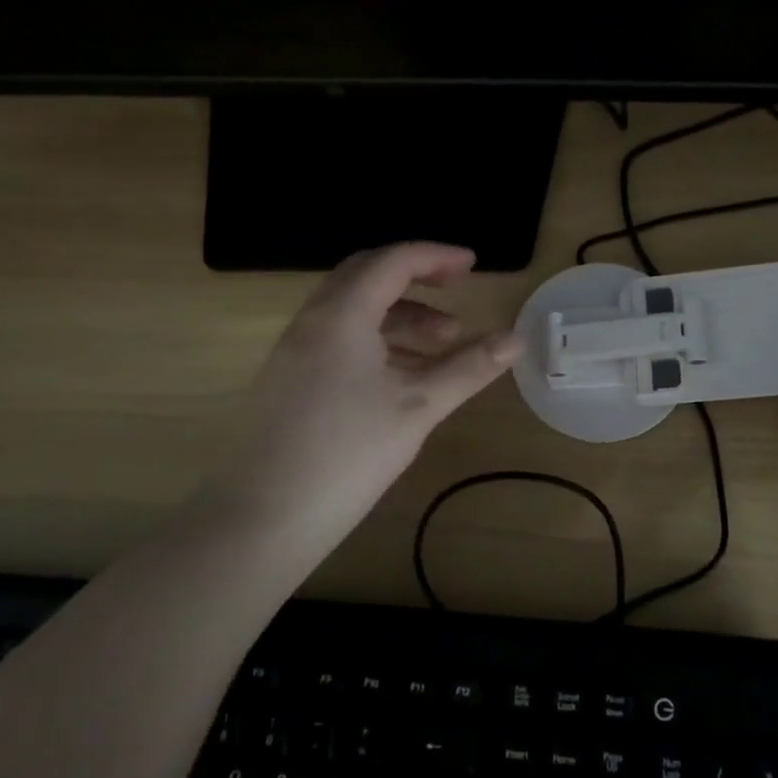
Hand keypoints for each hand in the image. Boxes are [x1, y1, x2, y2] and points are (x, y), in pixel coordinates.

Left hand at [199, 243, 522, 565]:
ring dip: (399, 314)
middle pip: (367, 274)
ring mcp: (295, 350)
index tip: (473, 266)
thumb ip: (469, 367)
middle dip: (416, 277)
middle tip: (455, 290)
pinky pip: (338, 337)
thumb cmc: (347, 455)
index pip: (393, 261)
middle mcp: (313, 320)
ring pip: (353, 309)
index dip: (437, 256)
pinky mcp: (288, 379)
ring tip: (442, 344)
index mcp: (342, 314)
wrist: (261, 521)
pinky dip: (376, 339)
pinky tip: (403, 374)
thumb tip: (517, 339)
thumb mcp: (418, 406)